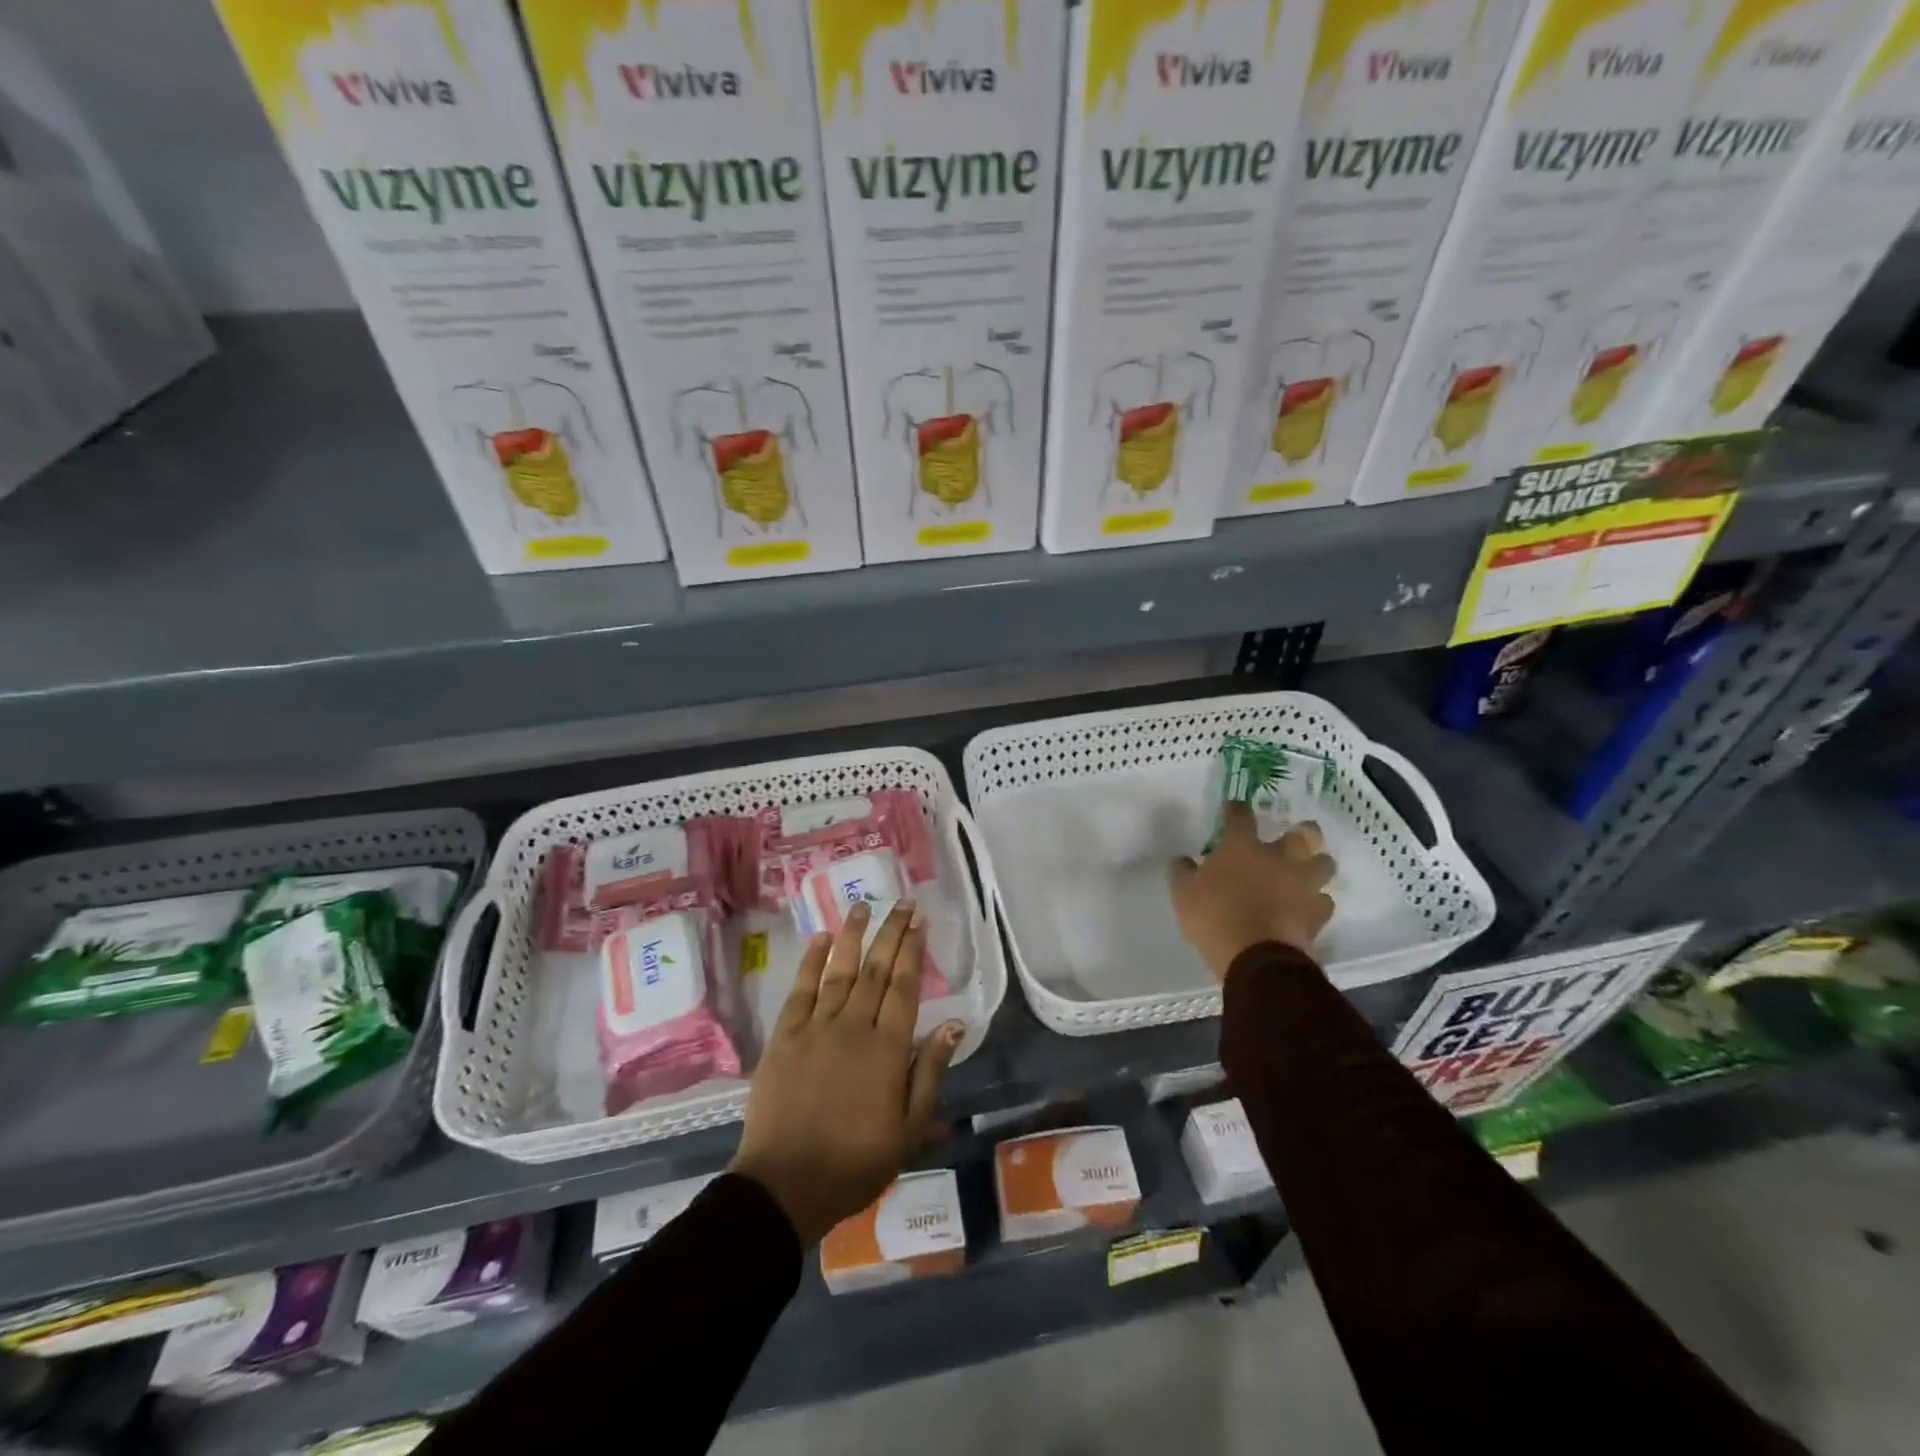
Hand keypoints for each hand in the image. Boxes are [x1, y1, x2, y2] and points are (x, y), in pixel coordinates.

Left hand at [730, 901, 964, 1246]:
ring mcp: (815, 1028)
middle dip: (891, 932)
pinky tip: (820, 939)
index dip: (913, 950)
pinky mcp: (784, 1037)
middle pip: (876, 969)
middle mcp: (853, 1027)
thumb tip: (955, 1024)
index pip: (904, 986)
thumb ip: (930, 1072)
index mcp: (887, 1049)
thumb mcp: (909, 1130)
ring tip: (863, 906)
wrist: (786, 1186)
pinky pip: (800, 990)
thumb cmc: (855, 1163)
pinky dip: (810, 962)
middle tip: (901, 902)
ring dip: (853, 936)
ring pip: (839, 970)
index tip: (919, 921)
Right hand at [1167, 803, 1336, 979]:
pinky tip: (1307, 908)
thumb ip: (1182, 872)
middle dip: (1303, 831)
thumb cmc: (1214, 918)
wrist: (1255, 958)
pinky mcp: (1316, 914)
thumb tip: (1183, 860)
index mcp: (1242, 848)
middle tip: (1294, 837)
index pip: (1240, 815)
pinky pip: (1324, 902)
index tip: (1232, 809)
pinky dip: (1316, 903)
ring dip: (1317, 865)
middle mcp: (1278, 859)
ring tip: (1307, 872)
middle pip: (1303, 834)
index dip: (1235, 809)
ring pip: (1324, 865)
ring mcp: (1302, 886)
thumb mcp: (1183, 894)